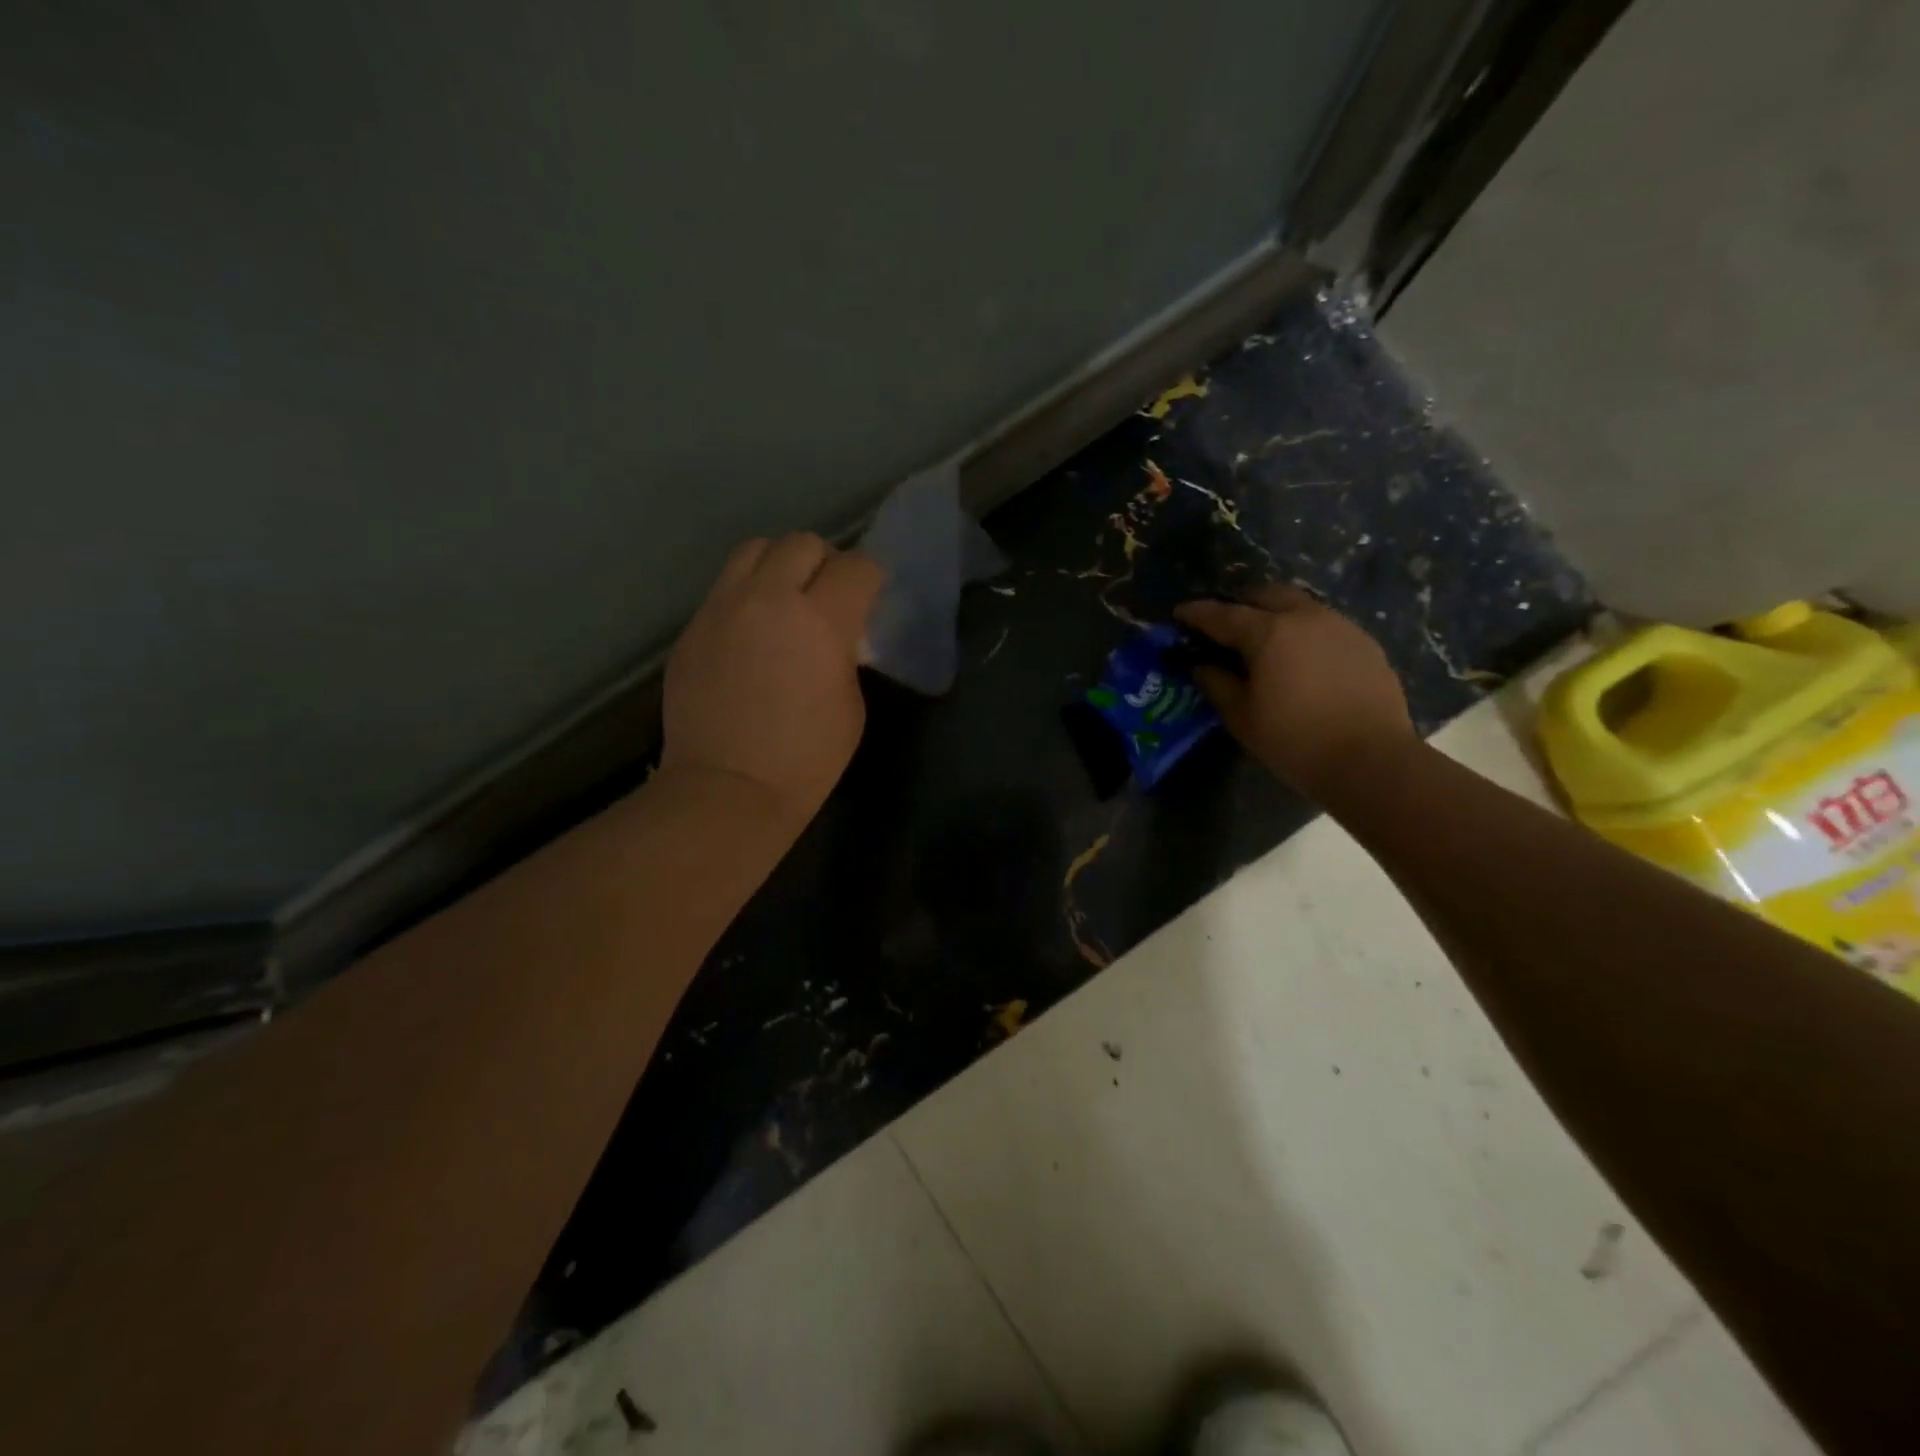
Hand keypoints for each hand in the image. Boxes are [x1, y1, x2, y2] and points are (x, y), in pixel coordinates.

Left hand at [660, 534, 883, 838]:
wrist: (727, 789)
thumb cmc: (806, 758)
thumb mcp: (850, 703)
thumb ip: (844, 653)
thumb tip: (835, 635)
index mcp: (820, 620)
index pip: (856, 566)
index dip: (870, 578)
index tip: (870, 596)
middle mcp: (767, 599)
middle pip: (801, 543)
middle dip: (824, 562)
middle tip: (828, 594)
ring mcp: (721, 609)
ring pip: (754, 551)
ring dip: (779, 566)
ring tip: (785, 600)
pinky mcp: (691, 628)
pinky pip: (724, 590)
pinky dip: (746, 598)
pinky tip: (751, 635)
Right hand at [1175, 583, 1415, 799]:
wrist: (1371, 761)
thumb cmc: (1295, 741)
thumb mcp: (1242, 718)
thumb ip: (1217, 685)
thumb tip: (1202, 667)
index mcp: (1269, 633)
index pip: (1223, 615)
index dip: (1197, 613)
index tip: (1179, 613)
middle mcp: (1305, 618)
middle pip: (1267, 594)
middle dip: (1241, 603)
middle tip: (1225, 624)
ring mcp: (1340, 627)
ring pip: (1299, 605)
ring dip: (1275, 613)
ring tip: (1263, 638)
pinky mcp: (1364, 643)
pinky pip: (1324, 624)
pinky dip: (1303, 631)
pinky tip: (1300, 657)